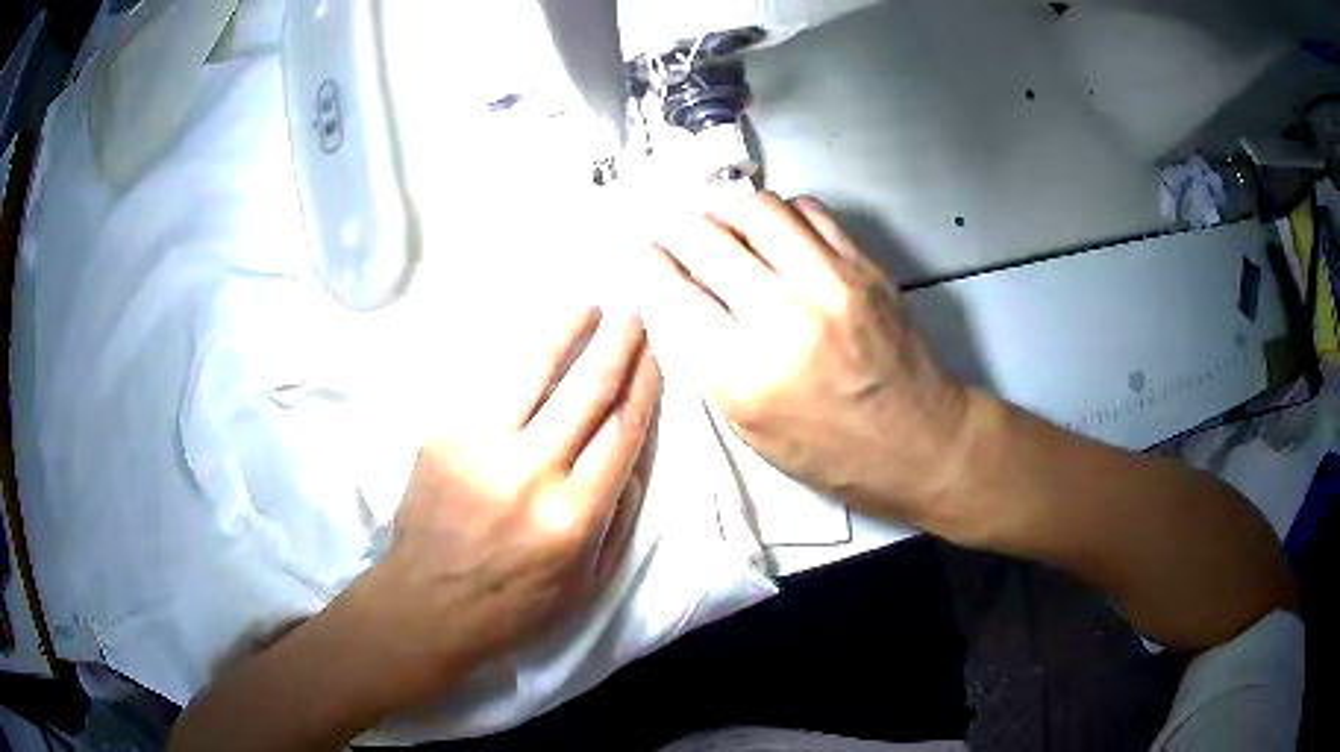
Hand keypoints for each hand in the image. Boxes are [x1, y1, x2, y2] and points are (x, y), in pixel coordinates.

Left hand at [354, 306, 659, 709]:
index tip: (654, 357)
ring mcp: (479, 446)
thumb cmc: (514, 604)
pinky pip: (488, 378)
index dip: (643, 384)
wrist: (426, 604)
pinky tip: (534, 332)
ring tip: (587, 304)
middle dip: (617, 344)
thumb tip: (632, 450)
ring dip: (566, 327)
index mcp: (574, 517)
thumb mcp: (588, 582)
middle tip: (632, 315)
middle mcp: (530, 473)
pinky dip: (516, 349)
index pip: (622, 429)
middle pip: (587, 389)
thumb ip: (620, 517)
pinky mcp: (442, 433)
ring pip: (532, 367)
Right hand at [639, 192, 967, 521]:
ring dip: (727, 211)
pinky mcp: (865, 267)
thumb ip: (706, 359)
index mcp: (747, 374)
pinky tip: (775, 233)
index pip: (676, 296)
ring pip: (758, 209)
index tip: (645, 254)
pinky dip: (780, 214)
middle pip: (709, 240)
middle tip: (671, 230)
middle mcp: (786, 318)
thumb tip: (675, 297)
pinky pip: (809, 211)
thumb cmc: (829, 451)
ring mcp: (831, 284)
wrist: (917, 441)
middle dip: (676, 228)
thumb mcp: (749, 426)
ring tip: (723, 227)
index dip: (651, 266)